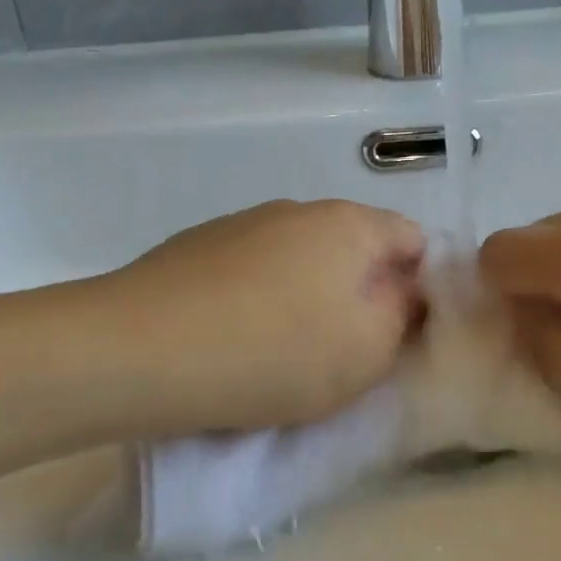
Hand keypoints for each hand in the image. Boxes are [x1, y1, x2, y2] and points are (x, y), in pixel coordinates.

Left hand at [98, 200, 425, 433]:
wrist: (139, 351)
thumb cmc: (275, 352)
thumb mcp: (368, 350)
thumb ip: (404, 315)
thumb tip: (406, 291)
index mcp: (350, 223)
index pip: (414, 239)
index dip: (421, 286)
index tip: (403, 333)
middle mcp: (299, 209)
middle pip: (354, 248)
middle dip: (363, 294)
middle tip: (347, 350)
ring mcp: (243, 223)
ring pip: (301, 260)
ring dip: (308, 297)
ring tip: (283, 351)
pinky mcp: (197, 246)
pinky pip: (253, 271)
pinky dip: (260, 299)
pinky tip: (235, 339)